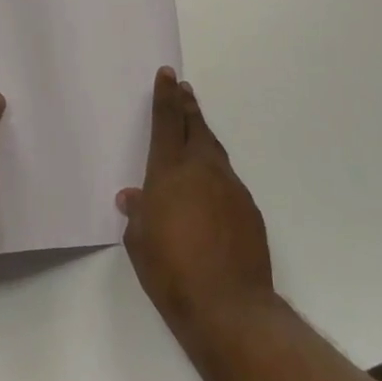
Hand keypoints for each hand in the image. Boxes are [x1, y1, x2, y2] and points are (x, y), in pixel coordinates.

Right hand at [118, 69, 274, 343]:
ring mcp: (230, 187)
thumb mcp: (139, 242)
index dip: (165, 97)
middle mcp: (202, 170)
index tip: (168, 75)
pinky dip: (216, 172)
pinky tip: (210, 185)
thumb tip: (133, 197)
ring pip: (214, 151)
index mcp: (170, 172)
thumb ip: (137, 213)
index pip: (166, 123)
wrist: (228, 306)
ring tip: (195, 126)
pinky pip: (227, 179)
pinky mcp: (248, 209)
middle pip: (195, 127)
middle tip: (183, 89)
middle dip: (187, 106)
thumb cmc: (171, 271)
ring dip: (203, 135)